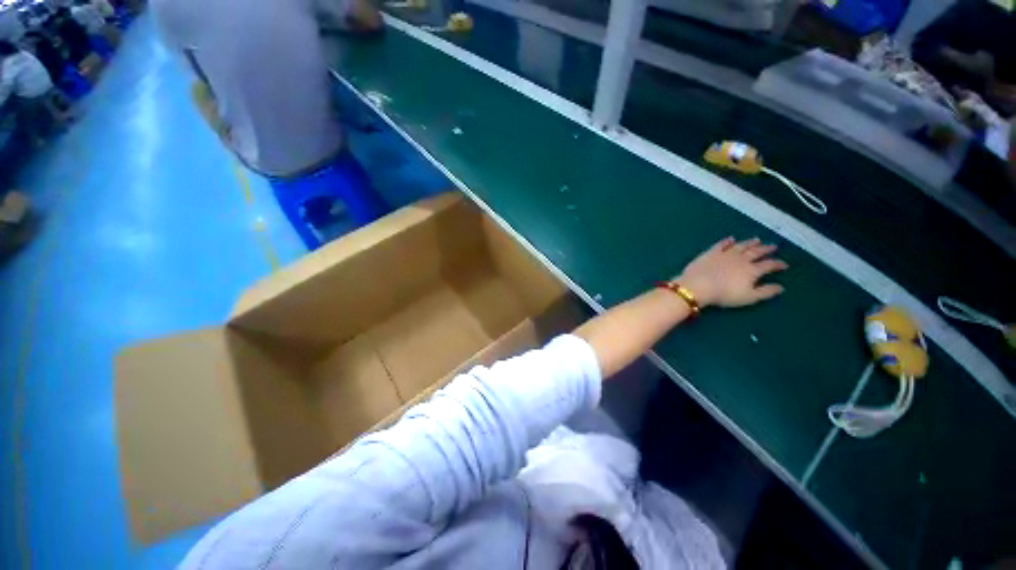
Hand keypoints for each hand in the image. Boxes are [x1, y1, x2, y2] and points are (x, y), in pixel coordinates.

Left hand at [677, 237, 787, 308]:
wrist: (698, 285)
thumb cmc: (724, 294)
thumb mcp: (749, 297)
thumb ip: (765, 292)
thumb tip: (781, 287)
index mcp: (751, 270)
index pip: (769, 265)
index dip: (778, 264)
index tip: (784, 264)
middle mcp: (741, 259)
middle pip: (756, 252)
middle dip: (766, 249)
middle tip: (773, 246)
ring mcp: (725, 254)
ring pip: (741, 246)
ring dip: (750, 242)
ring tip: (757, 239)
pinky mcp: (711, 253)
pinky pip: (721, 244)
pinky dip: (727, 241)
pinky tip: (731, 238)